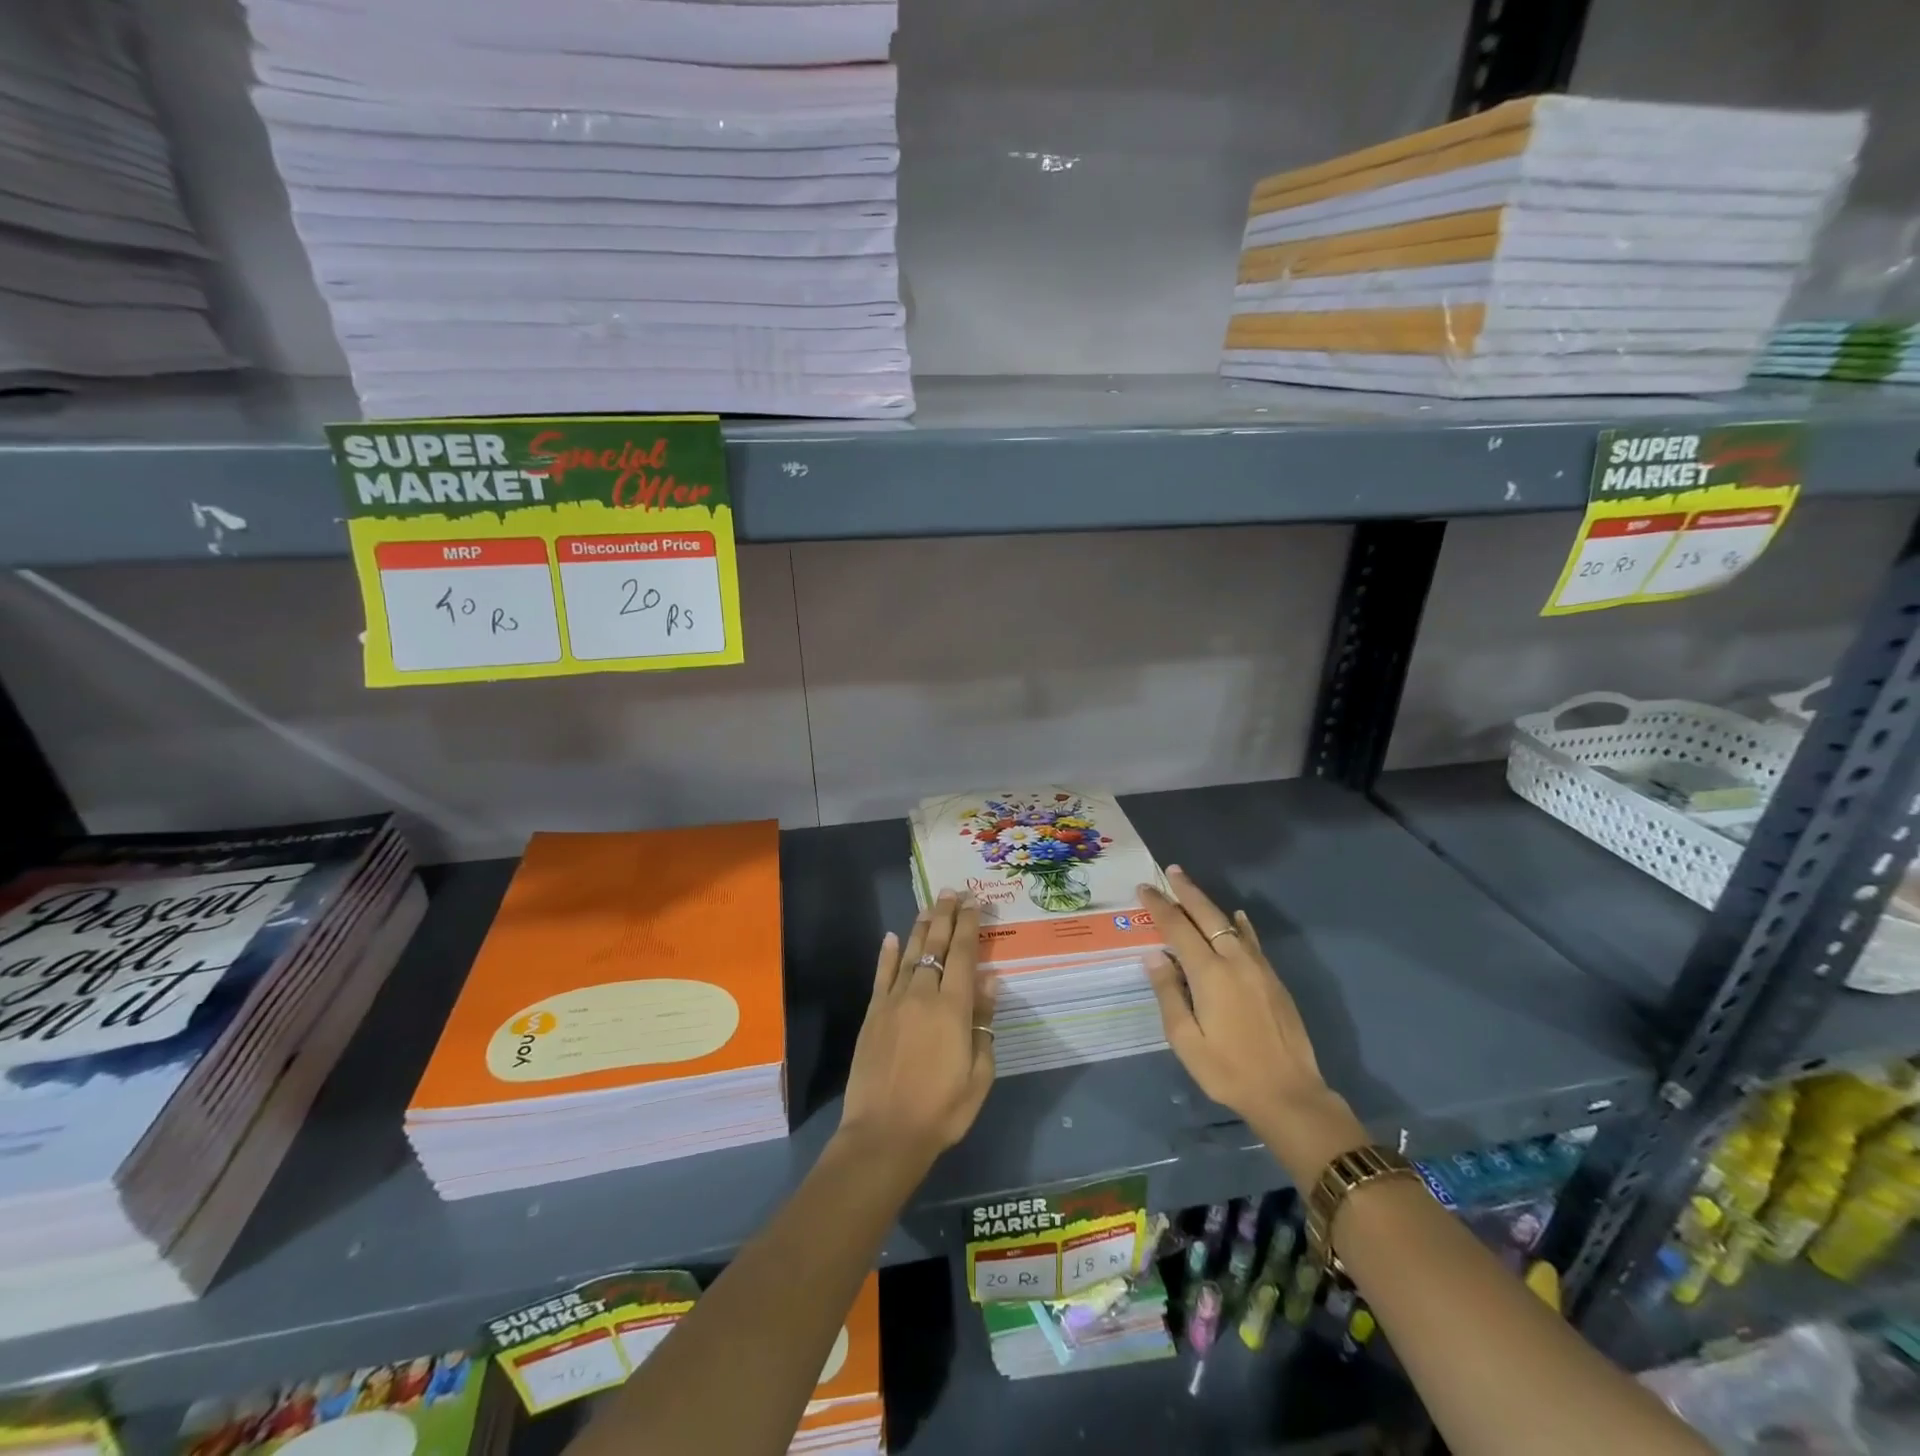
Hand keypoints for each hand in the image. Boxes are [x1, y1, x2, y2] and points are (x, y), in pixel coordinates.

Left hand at [838, 891, 997, 1168]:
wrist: (884, 1134)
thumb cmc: (942, 1110)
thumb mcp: (979, 1074)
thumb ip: (984, 1025)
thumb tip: (989, 983)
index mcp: (953, 1008)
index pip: (964, 955)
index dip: (970, 926)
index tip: (975, 903)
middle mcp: (923, 995)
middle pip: (936, 946)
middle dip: (946, 916)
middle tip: (951, 892)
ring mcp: (893, 1002)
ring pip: (909, 954)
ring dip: (921, 927)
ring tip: (930, 906)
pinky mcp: (872, 1014)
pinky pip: (881, 976)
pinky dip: (887, 954)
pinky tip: (891, 937)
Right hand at [1141, 867, 1365, 1183]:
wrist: (1289, 1094)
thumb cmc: (1228, 1071)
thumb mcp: (1185, 1040)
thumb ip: (1168, 993)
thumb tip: (1155, 956)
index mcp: (1209, 974)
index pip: (1178, 928)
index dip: (1159, 906)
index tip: (1144, 888)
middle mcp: (1235, 961)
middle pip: (1207, 916)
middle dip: (1186, 892)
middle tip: (1170, 871)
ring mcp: (1258, 968)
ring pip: (1230, 924)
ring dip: (1209, 904)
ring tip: (1192, 888)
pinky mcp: (1273, 980)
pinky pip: (1252, 941)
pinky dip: (1241, 925)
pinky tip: (1238, 918)